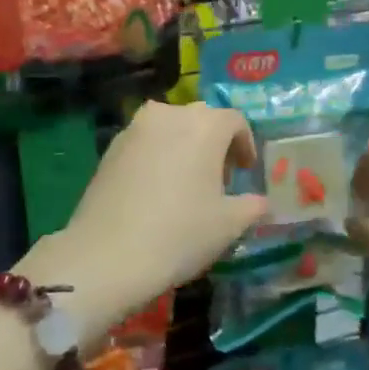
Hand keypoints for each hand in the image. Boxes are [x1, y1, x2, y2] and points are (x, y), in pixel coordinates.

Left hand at [16, 102, 265, 342]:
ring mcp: (135, 128)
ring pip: (170, 128)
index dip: (245, 144)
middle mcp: (170, 114)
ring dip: (184, 146)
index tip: (246, 171)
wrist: (108, 255)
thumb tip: (261, 202)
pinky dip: (158, 156)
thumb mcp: (229, 225)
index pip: (235, 121)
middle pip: (201, 119)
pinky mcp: (110, 147)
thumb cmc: (180, 233)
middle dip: (215, 143)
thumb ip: (252, 206)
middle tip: (219, 177)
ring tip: (187, 182)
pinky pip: (145, 142)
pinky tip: (157, 189)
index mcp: (205, 124)